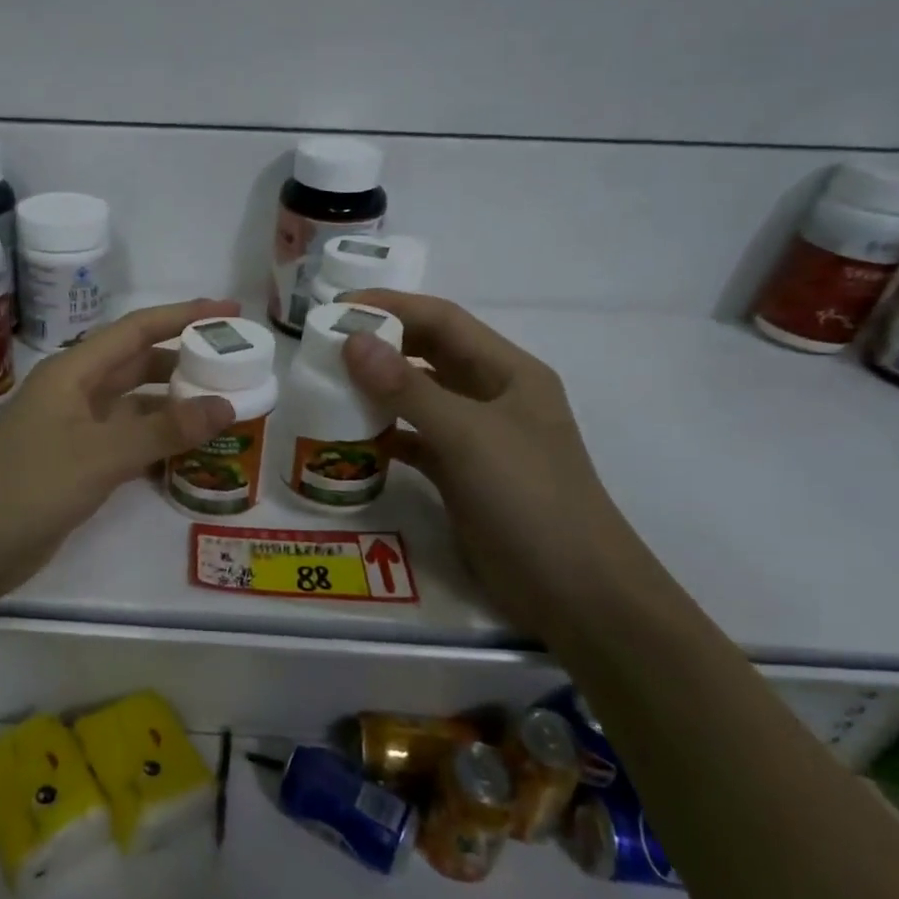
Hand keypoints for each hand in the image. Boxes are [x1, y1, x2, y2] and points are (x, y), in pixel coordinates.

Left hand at [0, 298, 239, 604]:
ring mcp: (75, 431)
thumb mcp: (100, 454)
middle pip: (138, 365)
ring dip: (175, 405)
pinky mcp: (76, 466)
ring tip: (226, 406)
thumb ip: (163, 430)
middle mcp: (76, 393)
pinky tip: (190, 452)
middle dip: (185, 360)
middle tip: (237, 365)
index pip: (137, 330)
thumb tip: (226, 405)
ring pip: (135, 406)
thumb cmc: (27, 486)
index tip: (231, 311)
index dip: (184, 316)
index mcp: (74, 372)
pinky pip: (127, 442)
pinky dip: (158, 442)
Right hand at [340, 291, 651, 639]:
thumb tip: (351, 341)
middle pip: (429, 355)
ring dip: (379, 390)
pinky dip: (387, 435)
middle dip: (381, 345)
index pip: (443, 321)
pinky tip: (355, 438)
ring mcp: (479, 439)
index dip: (391, 306)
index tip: (337, 308)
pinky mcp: (463, 476)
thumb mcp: (467, 436)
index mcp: (508, 372)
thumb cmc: (528, 498)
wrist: (574, 592)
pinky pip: (416, 442)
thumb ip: (407, 388)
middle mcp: (493, 397)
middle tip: (325, 346)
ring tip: (330, 386)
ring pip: (420, 399)